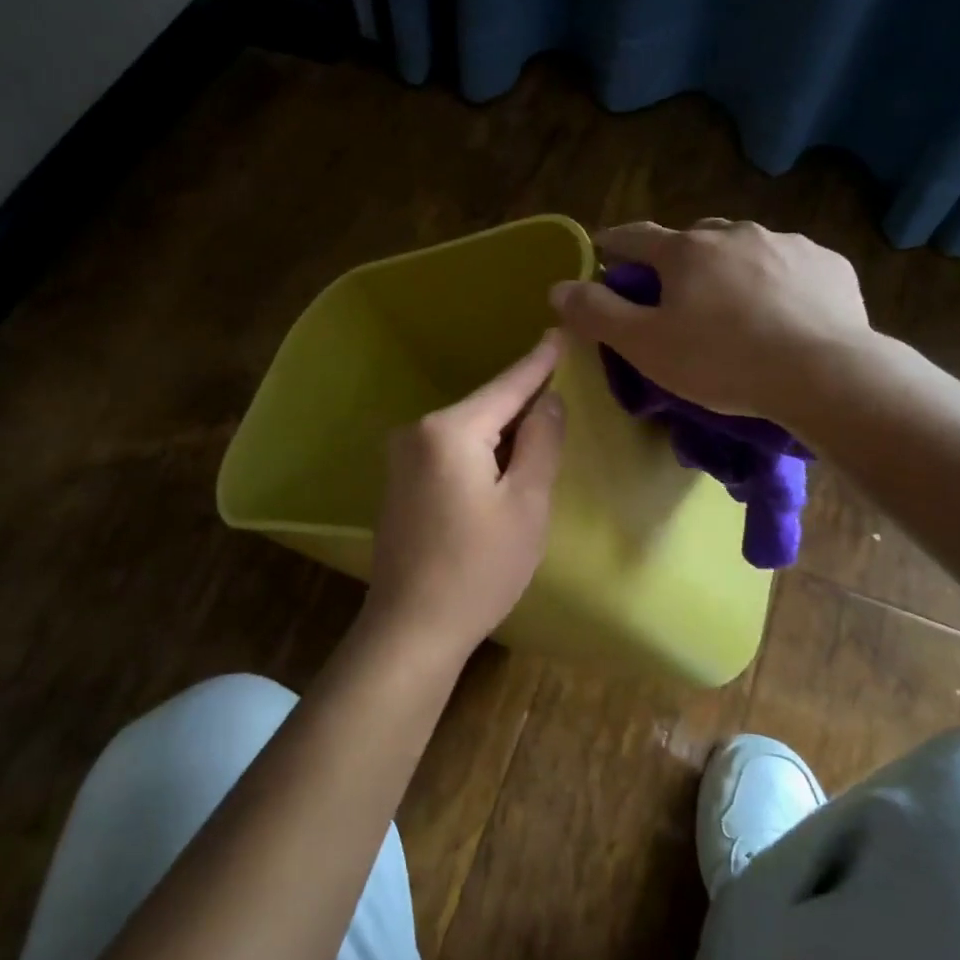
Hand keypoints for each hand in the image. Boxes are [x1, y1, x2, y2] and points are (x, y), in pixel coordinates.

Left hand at [364, 333, 565, 653]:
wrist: (411, 627)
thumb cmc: (479, 568)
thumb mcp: (526, 504)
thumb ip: (541, 442)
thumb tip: (549, 400)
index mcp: (450, 430)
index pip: (506, 386)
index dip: (538, 362)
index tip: (559, 331)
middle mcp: (417, 432)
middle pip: (484, 408)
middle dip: (522, 403)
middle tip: (561, 392)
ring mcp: (401, 458)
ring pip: (466, 431)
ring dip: (501, 433)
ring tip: (539, 434)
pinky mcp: (398, 483)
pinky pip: (448, 452)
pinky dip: (478, 453)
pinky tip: (499, 468)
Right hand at [550, 219, 872, 419]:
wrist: (824, 374)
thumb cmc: (722, 361)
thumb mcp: (645, 345)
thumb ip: (597, 314)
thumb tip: (559, 287)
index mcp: (686, 250)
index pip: (634, 236)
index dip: (612, 244)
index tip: (601, 250)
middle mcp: (734, 233)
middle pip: (693, 238)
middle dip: (676, 258)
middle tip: (675, 292)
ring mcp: (787, 244)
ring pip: (744, 248)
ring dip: (730, 267)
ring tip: (734, 306)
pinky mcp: (828, 264)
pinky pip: (790, 265)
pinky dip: (776, 281)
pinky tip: (782, 312)